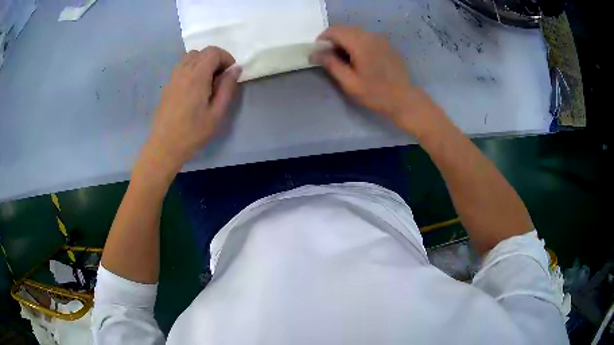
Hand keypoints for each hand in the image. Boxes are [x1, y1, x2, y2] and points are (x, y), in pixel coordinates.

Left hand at [144, 47, 240, 172]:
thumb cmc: (193, 132)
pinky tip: (195, 87)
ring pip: (191, 57)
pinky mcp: (168, 84)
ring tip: (208, 81)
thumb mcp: (217, 113)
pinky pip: (182, 66)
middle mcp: (183, 71)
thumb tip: (235, 69)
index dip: (226, 58)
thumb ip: (227, 88)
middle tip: (221, 78)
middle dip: (216, 59)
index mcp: (197, 76)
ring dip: (203, 62)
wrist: (165, 145)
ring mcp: (173, 77)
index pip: (213, 52)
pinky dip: (193, 68)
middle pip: (202, 51)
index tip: (230, 74)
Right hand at [312, 26, 435, 133]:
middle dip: (333, 39)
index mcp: (361, 44)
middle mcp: (371, 36)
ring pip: (355, 32)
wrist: (404, 99)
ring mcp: (380, 39)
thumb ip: (331, 64)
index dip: (322, 39)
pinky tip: (359, 59)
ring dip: (345, 41)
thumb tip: (314, 53)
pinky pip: (366, 37)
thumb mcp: (350, 83)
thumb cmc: (375, 94)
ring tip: (343, 59)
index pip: (335, 31)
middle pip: (345, 29)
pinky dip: (357, 43)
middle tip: (329, 57)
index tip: (319, 53)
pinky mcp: (386, 45)